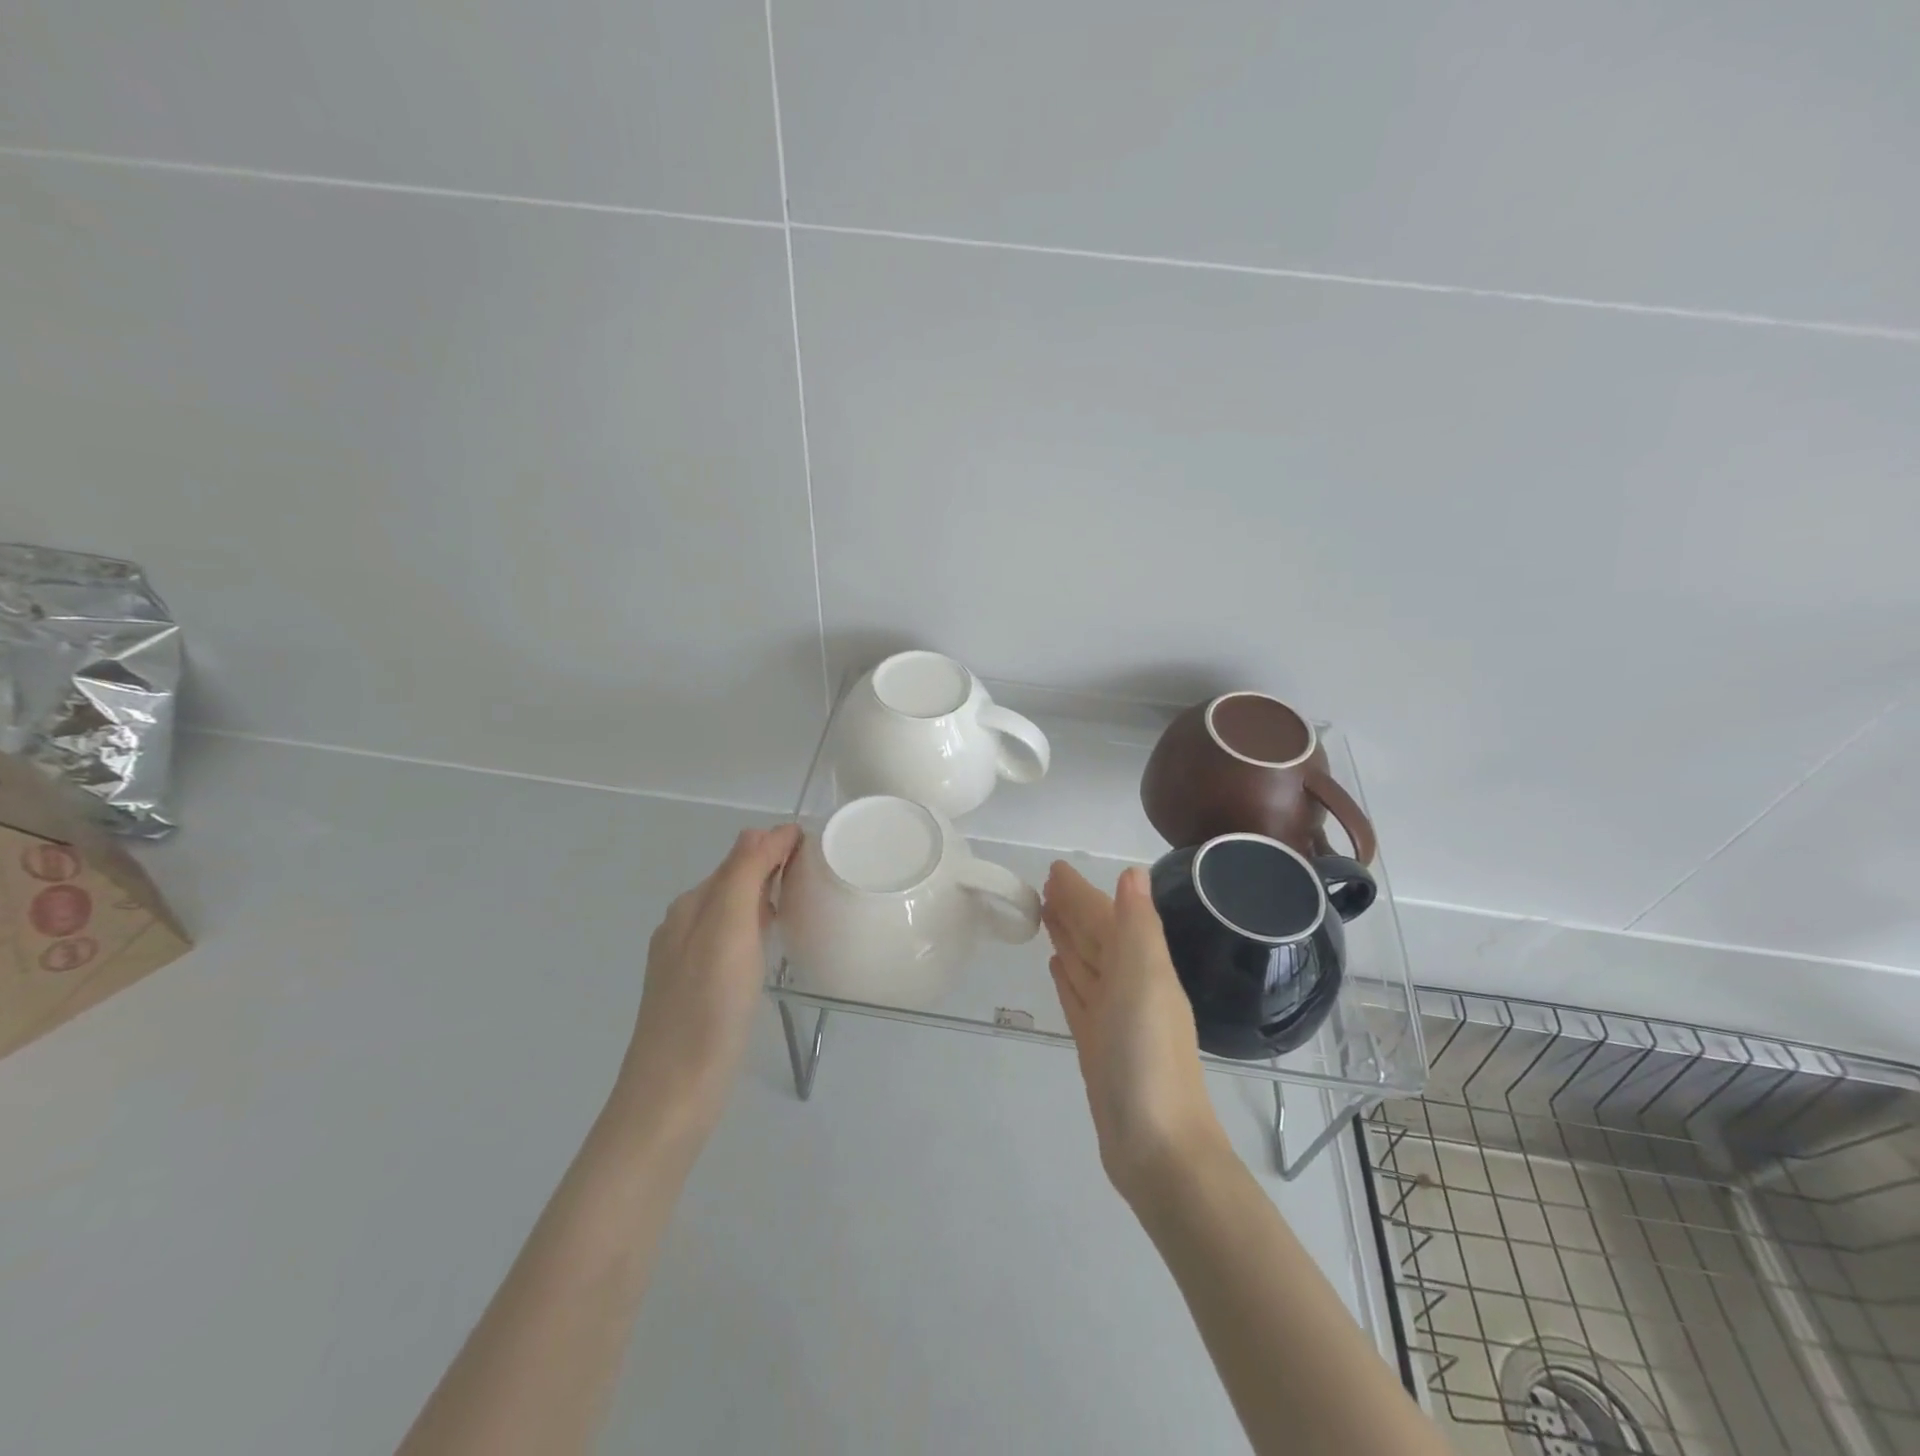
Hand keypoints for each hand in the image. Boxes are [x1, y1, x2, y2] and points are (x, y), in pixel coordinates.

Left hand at [613, 824, 800, 1134]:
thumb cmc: (707, 1007)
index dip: (778, 844)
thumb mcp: (727, 929)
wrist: (673, 1093)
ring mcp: (688, 959)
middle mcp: (685, 925)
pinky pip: (732, 939)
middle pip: (734, 879)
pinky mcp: (698, 989)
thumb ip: (743, 875)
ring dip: (765, 894)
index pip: (741, 855)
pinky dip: (757, 926)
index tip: (818, 846)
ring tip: (804, 898)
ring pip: (733, 910)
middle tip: (819, 868)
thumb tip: (765, 830)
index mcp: (693, 905)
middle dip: (772, 864)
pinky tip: (772, 944)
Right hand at [1042, 862, 1232, 1201]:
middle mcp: (1130, 987)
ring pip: (1087, 965)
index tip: (1055, 869)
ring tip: (1046, 915)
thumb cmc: (1148, 1057)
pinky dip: (1069, 978)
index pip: (1107, 917)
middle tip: (1043, 886)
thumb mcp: (1146, 981)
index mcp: (1144, 968)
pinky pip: (1079, 998)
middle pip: (1096, 938)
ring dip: (1069, 938)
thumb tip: (1132, 872)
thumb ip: (1139, 926)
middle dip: (1073, 910)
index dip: (1083, 892)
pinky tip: (1057, 966)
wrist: (1157, 1149)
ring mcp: (1113, 1018)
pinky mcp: (1097, 1046)